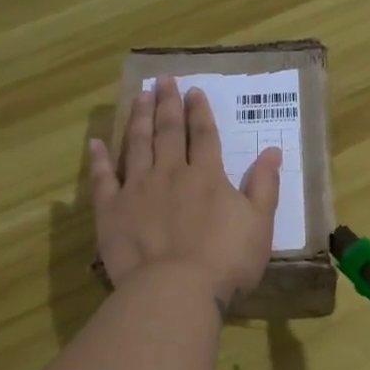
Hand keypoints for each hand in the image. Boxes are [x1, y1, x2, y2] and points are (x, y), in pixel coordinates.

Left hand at [89, 76, 281, 307]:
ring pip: (137, 145)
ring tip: (138, 96)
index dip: (199, 112)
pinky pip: (102, 179)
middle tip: (162, 80)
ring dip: (138, 119)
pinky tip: (96, 143)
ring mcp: (137, 189)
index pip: (204, 136)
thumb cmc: (226, 261)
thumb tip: (272, 151)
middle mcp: (170, 173)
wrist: (176, 289)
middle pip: (168, 132)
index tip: (194, 91)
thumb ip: (264, 186)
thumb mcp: (259, 224)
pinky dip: (99, 160)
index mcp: (207, 177)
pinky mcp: (111, 210)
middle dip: (167, 104)